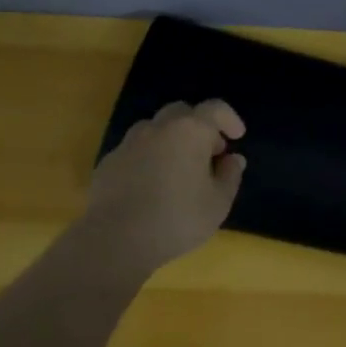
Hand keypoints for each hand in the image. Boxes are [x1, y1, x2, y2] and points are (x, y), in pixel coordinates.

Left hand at [82, 100, 247, 272]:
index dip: (229, 118)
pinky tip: (150, 185)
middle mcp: (158, 128)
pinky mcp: (109, 162)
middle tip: (208, 153)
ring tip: (178, 169)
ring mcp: (129, 143)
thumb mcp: (218, 203)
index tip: (237, 136)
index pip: (215, 108)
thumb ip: (230, 176)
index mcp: (190, 131)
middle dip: (198, 126)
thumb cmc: (177, 218)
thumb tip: (232, 159)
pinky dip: (148, 158)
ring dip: (171, 140)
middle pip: (181, 112)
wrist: (115, 238)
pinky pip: (135, 150)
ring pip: (154, 129)